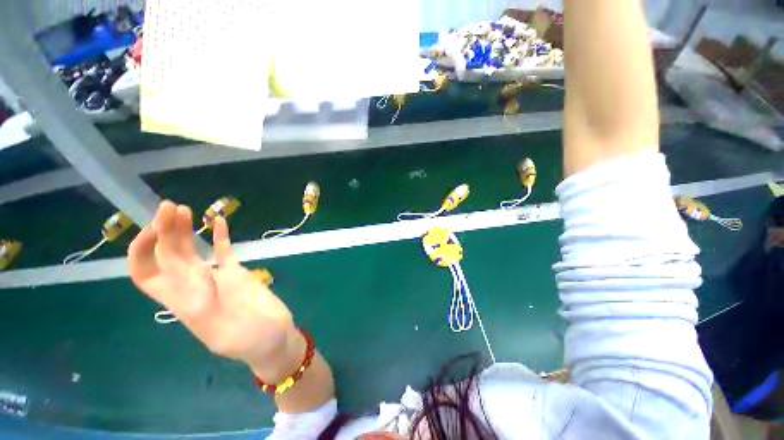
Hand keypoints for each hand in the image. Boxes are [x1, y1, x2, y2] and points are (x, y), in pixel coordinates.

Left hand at [128, 201, 293, 367]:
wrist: (274, 339)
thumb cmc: (250, 342)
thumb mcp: (222, 332)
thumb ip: (205, 306)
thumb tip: (192, 277)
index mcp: (183, 302)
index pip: (146, 274)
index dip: (142, 251)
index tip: (153, 230)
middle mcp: (193, 286)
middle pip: (168, 255)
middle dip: (163, 230)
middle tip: (171, 207)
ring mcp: (216, 278)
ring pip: (192, 251)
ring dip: (184, 230)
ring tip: (184, 210)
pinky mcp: (237, 274)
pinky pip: (223, 253)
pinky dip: (219, 237)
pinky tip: (218, 221)